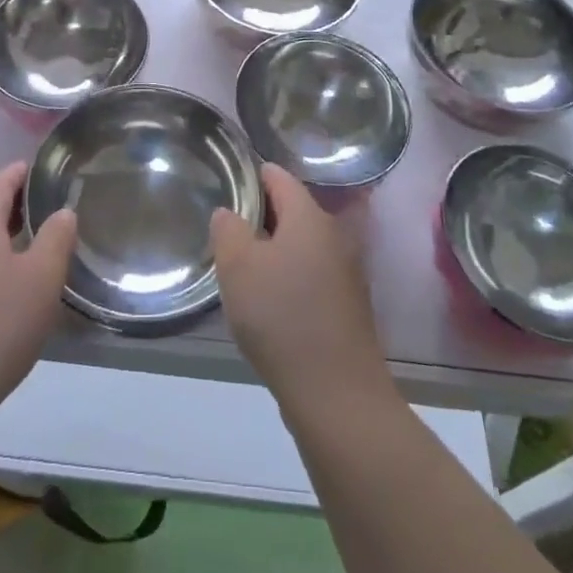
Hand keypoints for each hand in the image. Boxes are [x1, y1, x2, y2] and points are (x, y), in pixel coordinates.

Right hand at [210, 164, 389, 406]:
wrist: (337, 396)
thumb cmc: (282, 318)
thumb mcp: (238, 268)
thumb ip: (228, 230)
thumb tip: (229, 213)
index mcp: (309, 216)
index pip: (278, 176)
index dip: (250, 177)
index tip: (224, 188)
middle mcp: (333, 236)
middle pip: (291, 210)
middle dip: (259, 217)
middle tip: (225, 233)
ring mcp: (345, 273)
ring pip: (300, 246)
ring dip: (273, 252)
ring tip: (241, 270)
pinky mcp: (347, 307)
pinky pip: (311, 276)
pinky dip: (288, 279)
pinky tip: (268, 305)